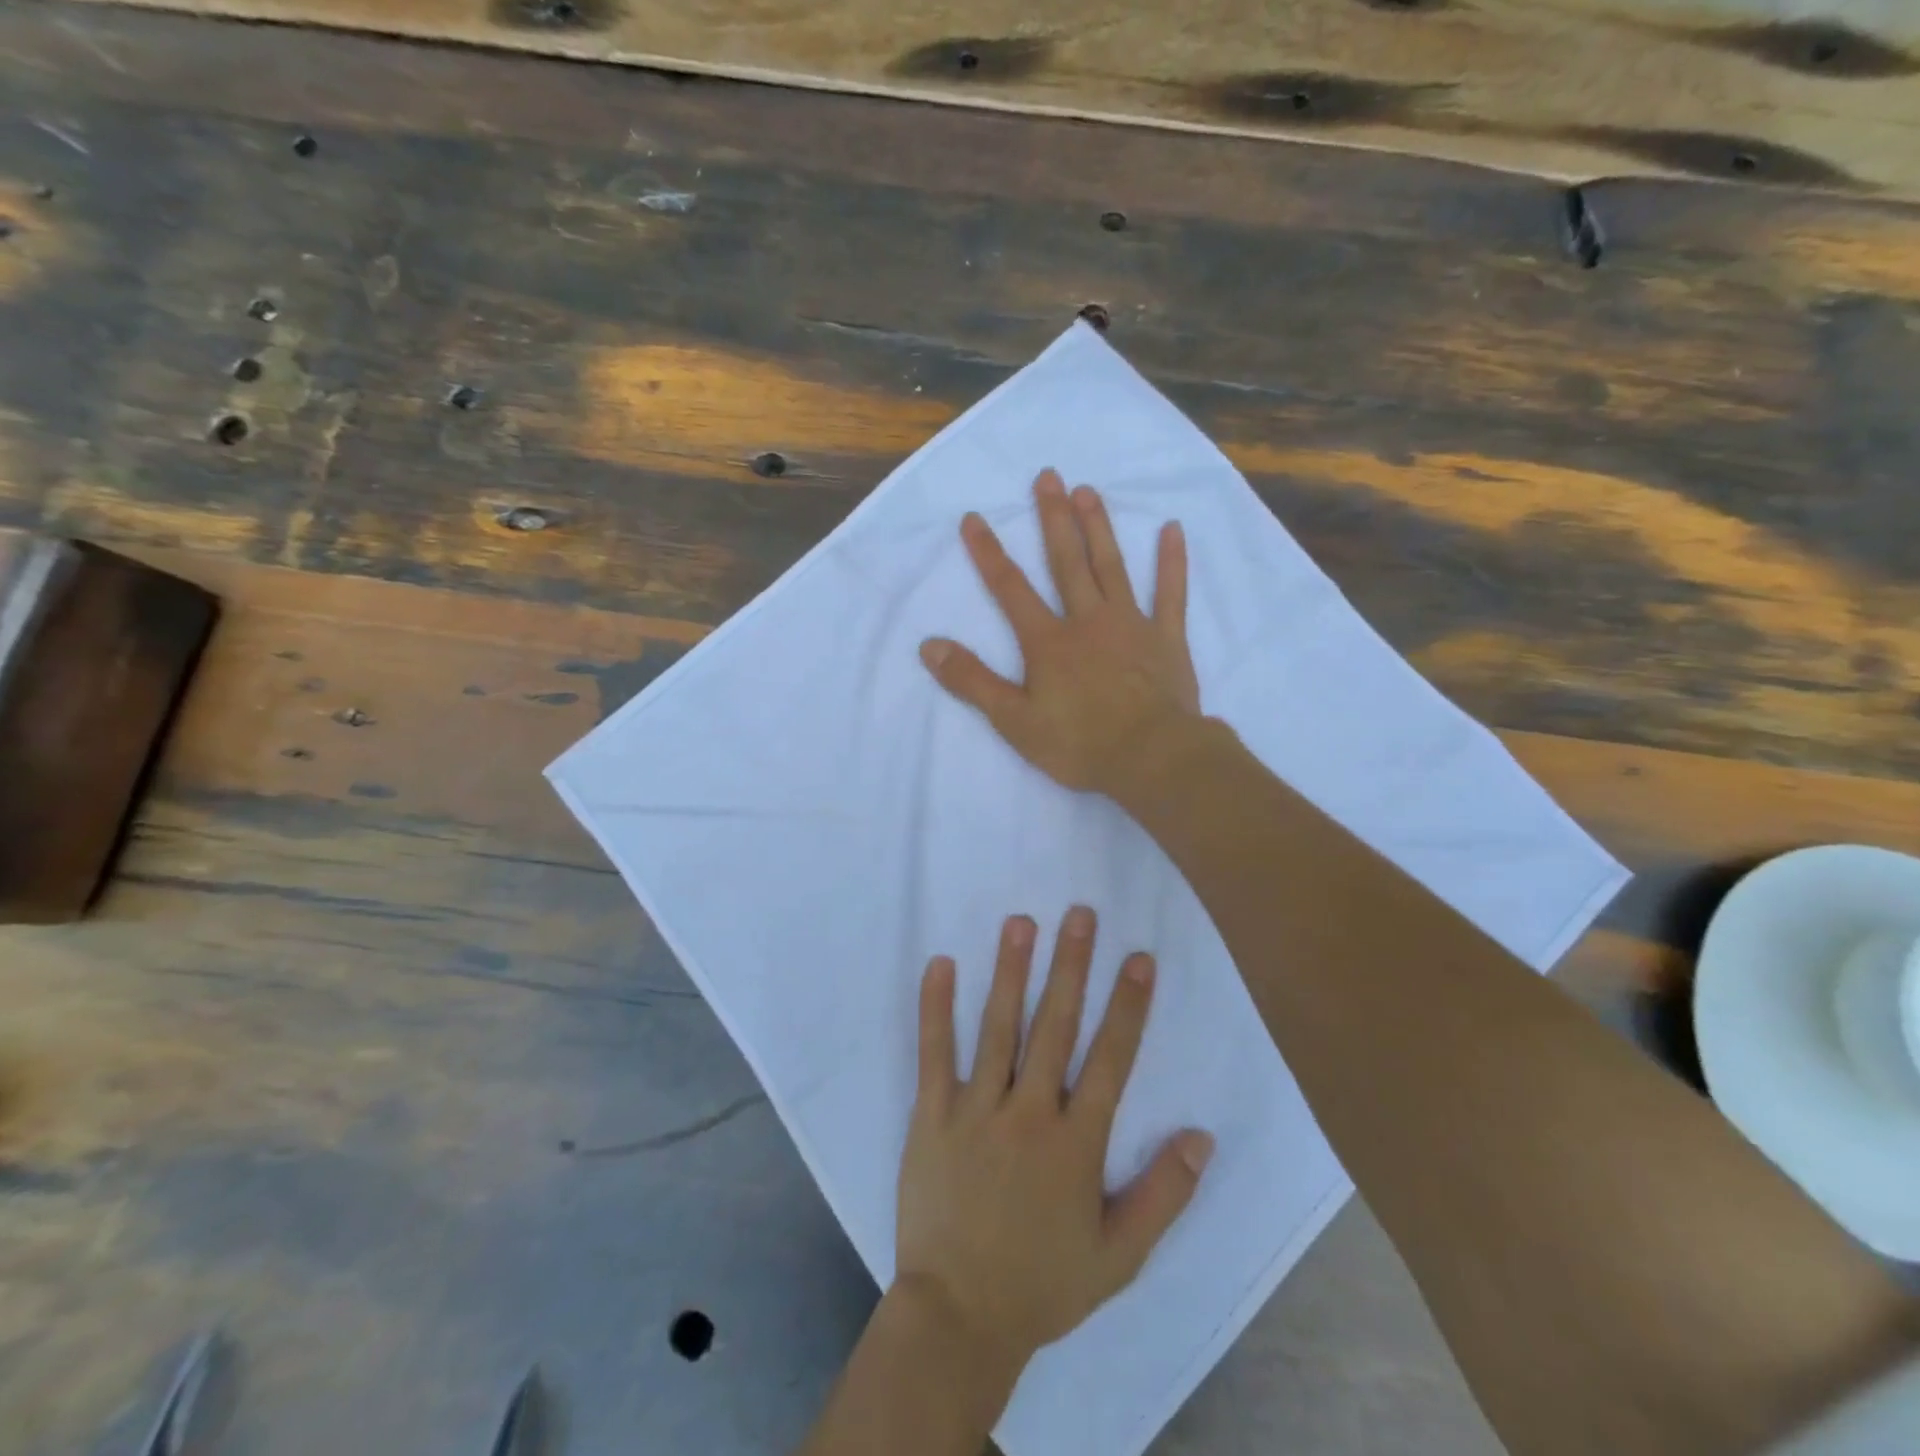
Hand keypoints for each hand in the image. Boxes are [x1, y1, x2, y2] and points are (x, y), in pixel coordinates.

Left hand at [896, 908, 1214, 1372]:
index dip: (1127, 1006)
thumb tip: (1201, 1135)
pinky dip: (936, 1006)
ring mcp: (976, 1109)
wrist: (958, 1316)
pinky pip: (934, 1052)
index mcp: (1076, 1143)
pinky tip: (941, 963)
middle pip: (1055, 1026)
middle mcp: (1029, 1113)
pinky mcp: (931, 1114)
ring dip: (1012, 971)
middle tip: (1080, 914)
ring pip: (998, 1027)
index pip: (1111, 1059)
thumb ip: (1164, 1194)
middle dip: (1071, 966)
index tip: (1138, 959)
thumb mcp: (1120, 1255)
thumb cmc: (1043, 1284)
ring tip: (1021, 922)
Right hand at [920, 469, 1200, 797]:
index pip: (1011, 588)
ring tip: (1088, 490)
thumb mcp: (1014, 721)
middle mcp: (1087, 620)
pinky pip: (1171, 593)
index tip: (974, 518)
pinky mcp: (1167, 638)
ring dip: (1099, 527)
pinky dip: (1172, 562)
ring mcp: (1131, 624)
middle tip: (1047, 476)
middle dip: (1052, 519)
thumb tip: (929, 646)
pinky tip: (1172, 529)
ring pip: (1111, 566)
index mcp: (1048, 641)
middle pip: (1066, 561)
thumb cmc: (1080, 744)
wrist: (1152, 758)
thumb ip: (972, 681)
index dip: (989, 553)